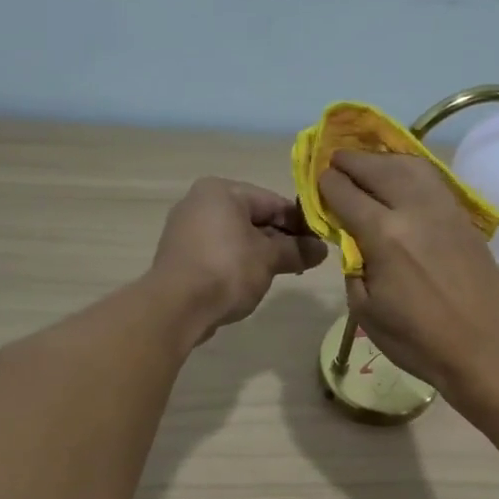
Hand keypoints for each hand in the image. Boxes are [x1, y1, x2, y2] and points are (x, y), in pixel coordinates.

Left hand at [151, 178, 327, 342]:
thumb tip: (321, 250)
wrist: (177, 307)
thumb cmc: (227, 270)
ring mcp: (186, 229)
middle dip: (280, 239)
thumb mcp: (269, 258)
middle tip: (305, 260)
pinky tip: (252, 281)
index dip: (300, 222)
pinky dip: (238, 262)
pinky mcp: (180, 256)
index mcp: (221, 191)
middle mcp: (199, 202)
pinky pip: (219, 252)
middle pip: (253, 217)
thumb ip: (297, 250)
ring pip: (236, 236)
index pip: (272, 201)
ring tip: (283, 273)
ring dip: (261, 253)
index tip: (319, 242)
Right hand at [317, 152, 498, 394]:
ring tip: (368, 164)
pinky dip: (411, 170)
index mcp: (383, 235)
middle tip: (336, 162)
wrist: (484, 349)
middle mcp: (414, 210)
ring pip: (410, 165)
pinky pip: (433, 180)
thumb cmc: (418, 340)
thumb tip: (352, 241)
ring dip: (383, 159)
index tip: (318, 184)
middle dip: (350, 162)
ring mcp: (444, 210)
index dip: (326, 185)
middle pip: (377, 168)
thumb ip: (352, 266)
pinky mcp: (464, 218)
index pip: (345, 193)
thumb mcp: (366, 311)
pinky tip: (402, 177)